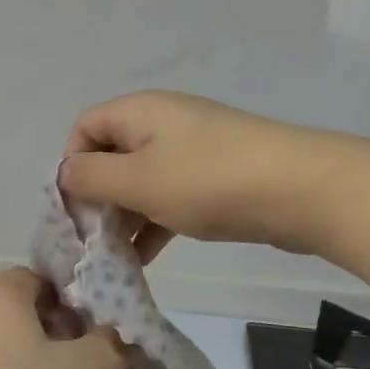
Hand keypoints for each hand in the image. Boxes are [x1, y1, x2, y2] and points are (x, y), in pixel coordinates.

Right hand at [60, 90, 369, 260]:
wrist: (304, 190)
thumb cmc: (207, 181)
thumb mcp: (136, 180)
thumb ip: (89, 177)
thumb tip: (65, 175)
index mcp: (139, 111)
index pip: (84, 128)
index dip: (72, 165)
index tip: (76, 206)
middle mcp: (162, 122)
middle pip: (111, 155)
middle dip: (97, 197)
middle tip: (94, 239)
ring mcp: (192, 149)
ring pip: (141, 180)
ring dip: (124, 216)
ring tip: (117, 256)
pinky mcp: (216, 175)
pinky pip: (170, 195)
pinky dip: (154, 221)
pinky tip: (146, 257)